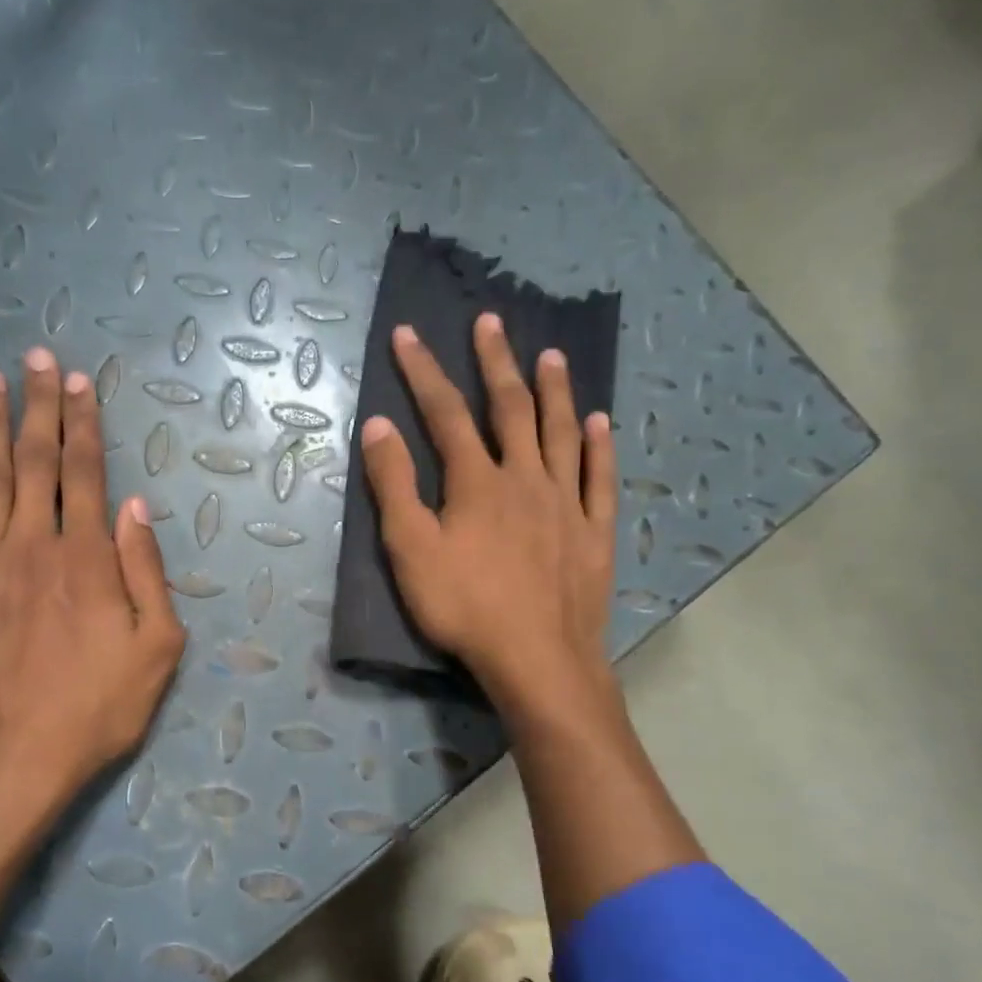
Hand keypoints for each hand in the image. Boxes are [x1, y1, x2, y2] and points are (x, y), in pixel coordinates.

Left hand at [0, 347, 185, 833]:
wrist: (6, 763)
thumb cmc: (93, 711)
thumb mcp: (156, 650)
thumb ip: (148, 574)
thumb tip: (137, 510)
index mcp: (87, 558)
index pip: (87, 474)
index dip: (84, 424)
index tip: (79, 383)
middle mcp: (32, 545)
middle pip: (35, 462)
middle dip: (39, 407)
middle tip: (37, 359)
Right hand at [359, 313, 616, 705]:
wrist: (537, 659)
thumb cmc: (464, 607)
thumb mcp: (411, 550)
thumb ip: (394, 486)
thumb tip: (378, 425)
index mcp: (477, 482)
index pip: (444, 413)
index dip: (424, 371)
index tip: (408, 334)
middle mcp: (525, 477)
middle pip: (510, 408)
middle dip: (496, 363)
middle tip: (491, 322)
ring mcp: (566, 502)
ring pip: (562, 433)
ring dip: (555, 391)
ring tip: (551, 355)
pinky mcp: (595, 531)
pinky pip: (599, 479)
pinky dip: (600, 447)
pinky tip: (602, 422)